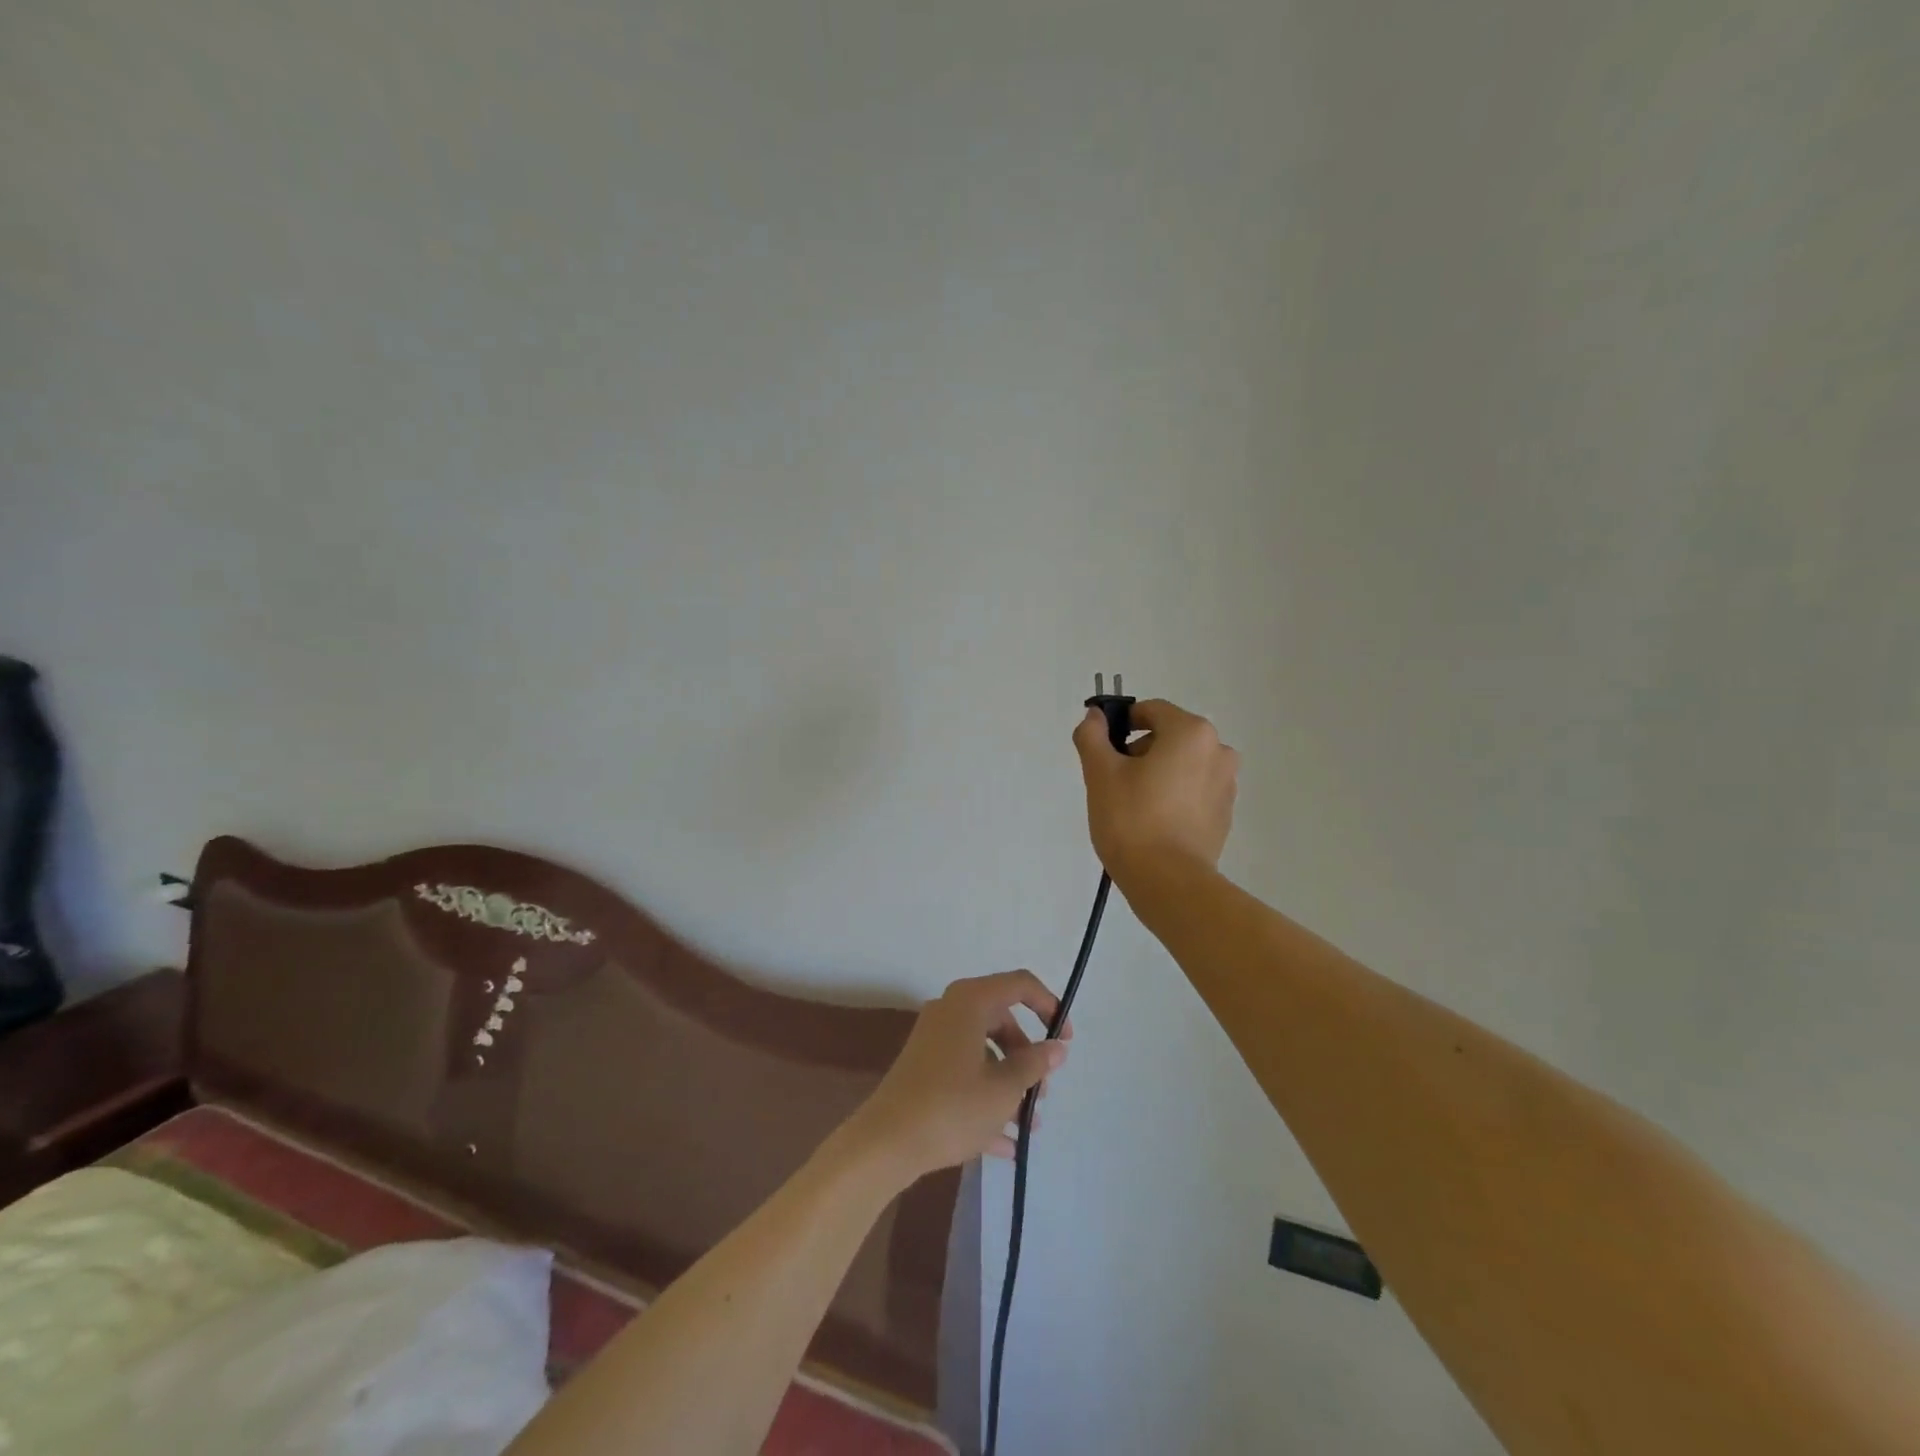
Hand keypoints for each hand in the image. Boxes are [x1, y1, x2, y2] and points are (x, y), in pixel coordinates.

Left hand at [842, 971, 1069, 1186]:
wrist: (886, 1142)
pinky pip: (965, 1074)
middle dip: (1028, 1057)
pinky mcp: (923, 1068)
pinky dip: (985, 1099)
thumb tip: (1056, 1047)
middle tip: (1043, 1093)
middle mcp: (950, 1011)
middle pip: (1002, 1021)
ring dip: (1010, 1084)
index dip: (1049, 1006)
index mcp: (970, 1001)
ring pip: (984, 1052)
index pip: (1020, 984)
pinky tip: (1005, 1144)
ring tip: (1028, 1126)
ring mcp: (934, 1040)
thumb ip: (1035, 1064)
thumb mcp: (1004, 1088)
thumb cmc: (952, 1106)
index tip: (1065, 1040)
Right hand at [1072, 697, 1239, 886]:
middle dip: (1139, 752)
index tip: (1102, 752)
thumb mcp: (1100, 773)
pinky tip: (1153, 823)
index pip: (1150, 711)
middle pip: (1168, 736)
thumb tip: (1095, 716)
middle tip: (1114, 783)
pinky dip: (1173, 797)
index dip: (1121, 725)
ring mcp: (1226, 784)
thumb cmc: (1131, 820)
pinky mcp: (1225, 814)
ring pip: (1181, 764)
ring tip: (1133, 806)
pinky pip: (1193, 791)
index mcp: (1191, 732)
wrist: (1168, 882)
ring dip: (1157, 774)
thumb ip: (1092, 736)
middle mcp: (1218, 750)